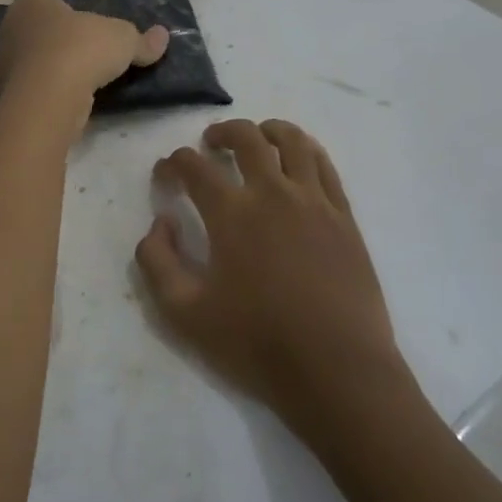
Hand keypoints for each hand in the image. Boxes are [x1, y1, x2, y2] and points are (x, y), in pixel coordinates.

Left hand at [0, 0, 168, 115]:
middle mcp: (12, 25)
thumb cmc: (81, 49)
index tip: (90, 24)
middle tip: (90, 49)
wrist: (49, 97)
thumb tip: (163, 36)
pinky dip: (50, 90)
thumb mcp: (123, 39)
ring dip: (55, 67)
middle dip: (62, 38)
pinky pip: (35, 86)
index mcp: (32, 0)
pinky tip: (71, 98)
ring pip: (36, 59)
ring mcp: (5, 61)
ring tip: (84, 77)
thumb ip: (141, 39)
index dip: (71, 9)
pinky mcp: (8, 92)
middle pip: (42, 28)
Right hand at [136, 120, 402, 423]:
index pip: (194, 167)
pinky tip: (298, 158)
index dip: (173, 162)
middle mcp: (273, 193)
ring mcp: (314, 201)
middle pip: (246, 138)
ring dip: (268, 130)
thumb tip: (160, 222)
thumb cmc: (257, 344)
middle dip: (222, 132)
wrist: (337, 371)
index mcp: (232, 214)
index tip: (166, 172)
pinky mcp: (344, 216)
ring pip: (292, 141)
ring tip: (257, 137)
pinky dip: (306, 149)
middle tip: (210, 143)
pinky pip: (324, 165)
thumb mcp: (185, 313)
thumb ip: (157, 262)